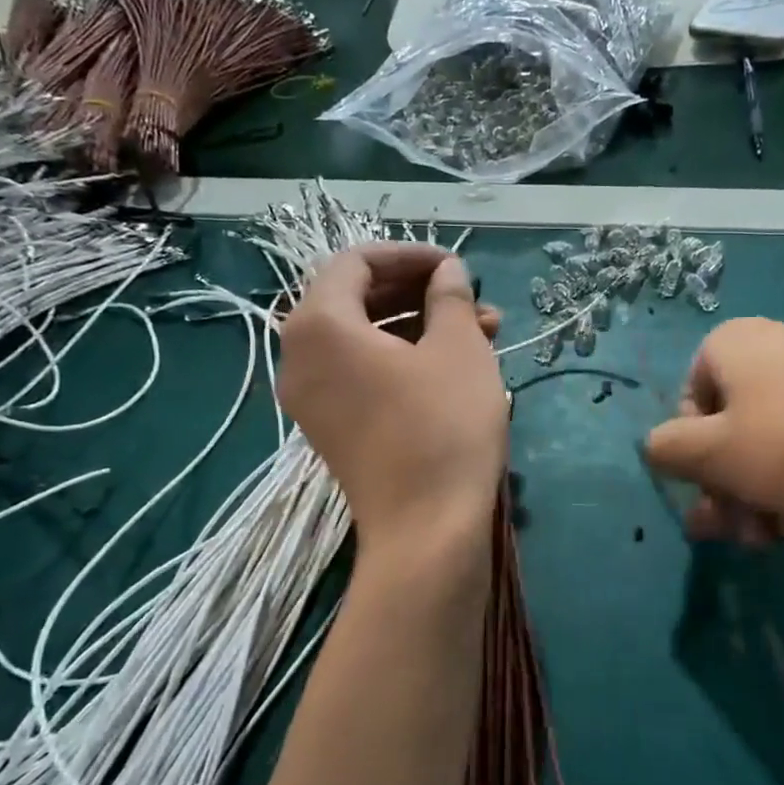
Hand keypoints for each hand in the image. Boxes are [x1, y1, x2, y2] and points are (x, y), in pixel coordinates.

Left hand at [279, 244, 506, 547]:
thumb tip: (447, 271)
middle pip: (357, 300)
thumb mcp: (458, 349)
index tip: (457, 267)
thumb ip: (449, 296)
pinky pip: (362, 375)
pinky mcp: (332, 429)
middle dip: (420, 293)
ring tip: (483, 333)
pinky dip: (404, 361)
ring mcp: (312, 398)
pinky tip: (457, 366)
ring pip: (366, 340)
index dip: (410, 255)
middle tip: (473, 300)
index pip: (356, 262)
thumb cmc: (444, 427)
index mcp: (319, 325)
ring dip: (421, 327)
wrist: (427, 530)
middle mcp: (300, 357)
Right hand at [642, 317, 783, 546]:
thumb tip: (657, 447)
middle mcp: (777, 351)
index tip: (708, 491)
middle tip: (734, 534)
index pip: (688, 403)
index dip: (692, 456)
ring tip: (776, 540)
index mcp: (734, 345)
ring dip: (760, 500)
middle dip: (726, 491)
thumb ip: (667, 450)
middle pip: (729, 432)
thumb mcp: (714, 453)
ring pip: (770, 449)